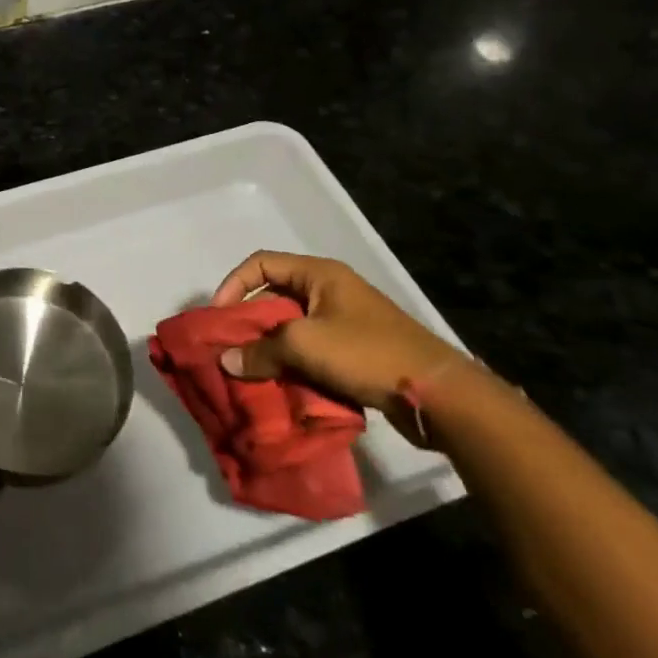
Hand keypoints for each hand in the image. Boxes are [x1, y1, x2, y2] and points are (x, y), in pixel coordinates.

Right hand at [212, 251, 471, 434]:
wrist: (438, 394)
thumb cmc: (366, 353)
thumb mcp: (305, 345)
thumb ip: (260, 351)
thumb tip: (226, 361)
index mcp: (319, 274)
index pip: (261, 264)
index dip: (234, 284)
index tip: (219, 317)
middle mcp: (330, 291)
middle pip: (274, 297)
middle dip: (249, 323)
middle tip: (230, 349)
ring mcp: (345, 322)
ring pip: (291, 329)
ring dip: (270, 349)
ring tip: (251, 371)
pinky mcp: (355, 353)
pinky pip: (311, 352)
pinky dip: (292, 365)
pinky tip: (281, 386)